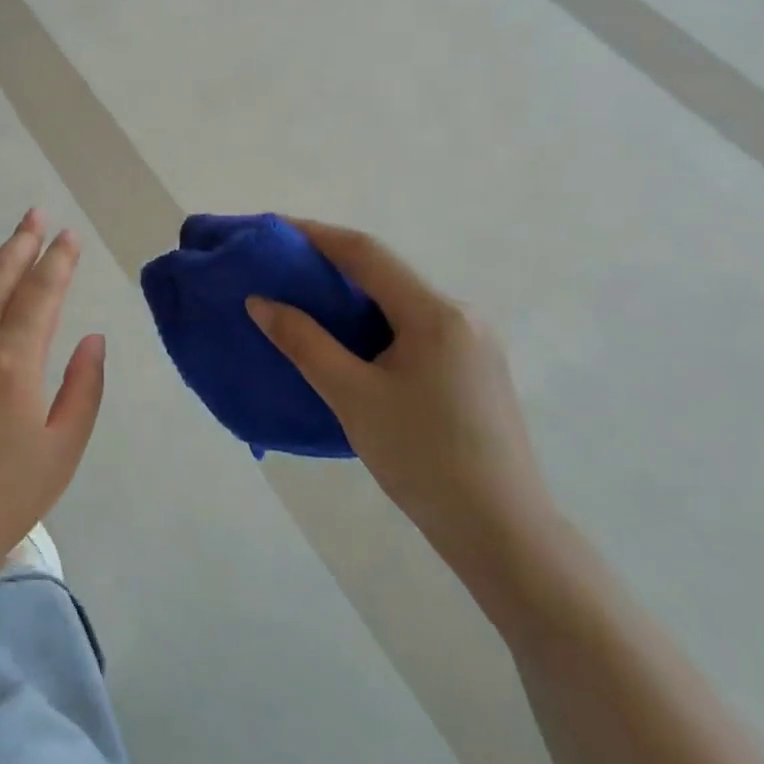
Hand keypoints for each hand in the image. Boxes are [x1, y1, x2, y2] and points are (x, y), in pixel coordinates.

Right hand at [248, 219, 554, 576]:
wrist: (503, 533)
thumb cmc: (423, 458)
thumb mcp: (352, 396)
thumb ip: (304, 342)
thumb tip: (260, 302)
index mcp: (436, 313)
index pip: (366, 253)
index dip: (315, 234)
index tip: (273, 230)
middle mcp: (461, 315)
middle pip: (385, 273)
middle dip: (330, 264)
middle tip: (280, 269)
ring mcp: (473, 342)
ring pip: (400, 301)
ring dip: (352, 295)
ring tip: (303, 301)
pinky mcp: (474, 369)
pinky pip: (415, 327)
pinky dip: (374, 321)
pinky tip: (348, 341)